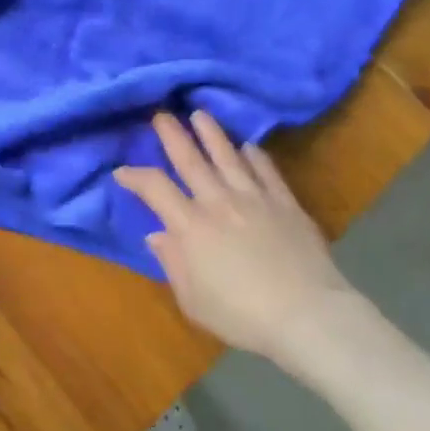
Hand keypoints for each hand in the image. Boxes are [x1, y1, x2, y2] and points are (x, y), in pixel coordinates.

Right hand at [113, 111, 354, 361]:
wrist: (307, 315)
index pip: (155, 188)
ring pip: (228, 156)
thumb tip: (156, 235)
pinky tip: (249, 147)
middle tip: (161, 115)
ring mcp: (255, 198)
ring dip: (211, 133)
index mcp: (191, 227)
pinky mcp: (285, 203)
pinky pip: (266, 171)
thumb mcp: (193, 301)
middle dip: (172, 135)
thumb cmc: (242, 315)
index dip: (135, 176)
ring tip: (200, 115)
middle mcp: (219, 202)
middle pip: (190, 160)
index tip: (122, 171)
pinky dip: (256, 156)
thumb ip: (173, 264)